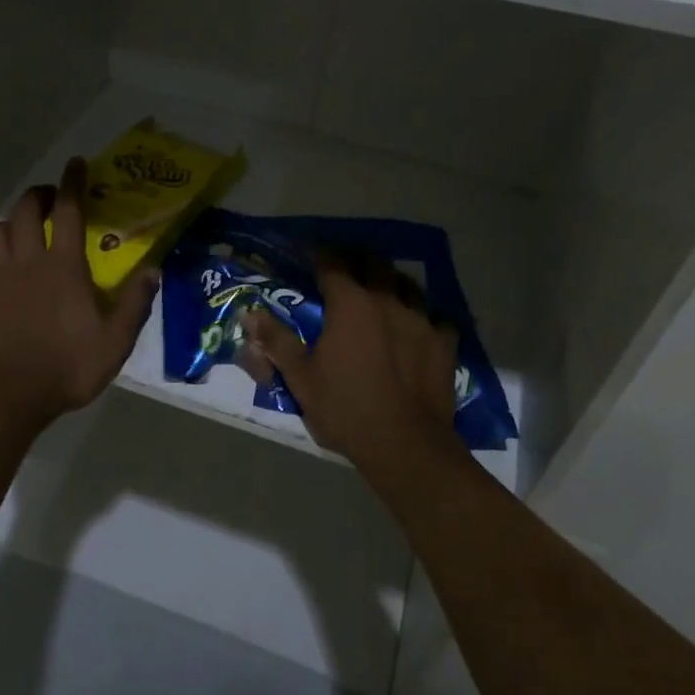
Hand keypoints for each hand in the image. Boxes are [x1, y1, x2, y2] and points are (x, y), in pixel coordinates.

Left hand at [0, 158, 157, 423]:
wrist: (14, 395)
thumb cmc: (70, 366)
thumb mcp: (116, 340)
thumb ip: (135, 302)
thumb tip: (152, 270)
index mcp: (64, 266)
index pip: (70, 211)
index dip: (73, 183)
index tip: (76, 164)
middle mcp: (28, 262)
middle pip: (25, 211)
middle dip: (38, 196)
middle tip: (50, 200)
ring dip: (8, 226)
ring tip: (19, 234)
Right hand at [241, 265, 463, 471]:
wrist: (405, 444)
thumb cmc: (346, 408)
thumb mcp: (301, 378)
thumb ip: (276, 341)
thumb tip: (250, 314)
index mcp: (350, 304)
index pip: (331, 263)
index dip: (317, 252)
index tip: (307, 250)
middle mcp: (387, 300)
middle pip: (374, 263)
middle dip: (357, 258)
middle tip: (346, 265)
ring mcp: (421, 319)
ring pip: (408, 284)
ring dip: (392, 281)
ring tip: (383, 287)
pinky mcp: (444, 343)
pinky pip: (436, 318)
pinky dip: (425, 316)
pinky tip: (420, 325)